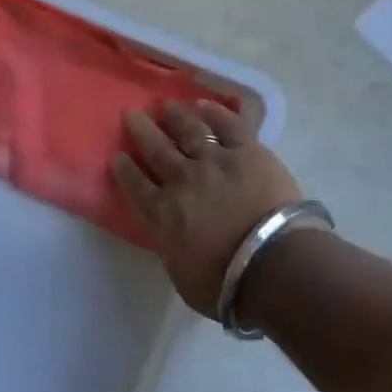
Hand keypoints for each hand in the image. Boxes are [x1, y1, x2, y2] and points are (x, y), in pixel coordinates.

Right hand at [111, 100, 304, 315]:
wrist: (274, 264)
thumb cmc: (228, 286)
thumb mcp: (184, 277)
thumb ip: (173, 250)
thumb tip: (171, 237)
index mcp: (164, 215)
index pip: (136, 187)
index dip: (125, 170)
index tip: (117, 156)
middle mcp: (183, 180)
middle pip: (157, 149)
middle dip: (141, 130)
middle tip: (131, 114)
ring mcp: (216, 161)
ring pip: (189, 131)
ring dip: (175, 116)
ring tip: (166, 106)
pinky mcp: (248, 152)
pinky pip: (227, 126)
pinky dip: (215, 113)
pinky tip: (204, 105)